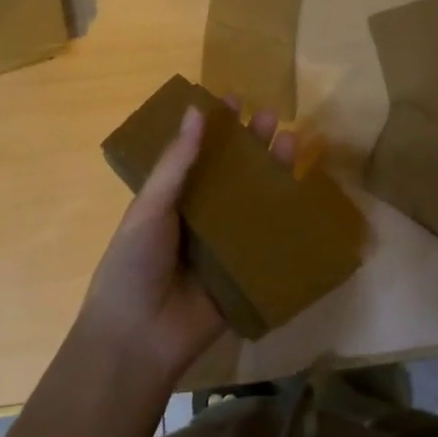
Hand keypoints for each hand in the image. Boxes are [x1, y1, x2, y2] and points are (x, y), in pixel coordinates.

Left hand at [76, 99, 296, 388]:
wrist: (138, 337)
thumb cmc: (133, 264)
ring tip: (291, 141)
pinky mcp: (245, 272)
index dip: (215, 127)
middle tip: (270, 117)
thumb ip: (176, 163)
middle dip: (250, 145)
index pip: (198, 154)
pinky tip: (304, 194)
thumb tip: (195, 110)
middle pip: (232, 174)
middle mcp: (200, 217)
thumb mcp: (150, 207)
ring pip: (253, 201)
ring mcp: (224, 245)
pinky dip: (285, 219)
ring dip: (271, 172)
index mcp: (172, 199)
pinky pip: (268, 241)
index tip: (234, 99)